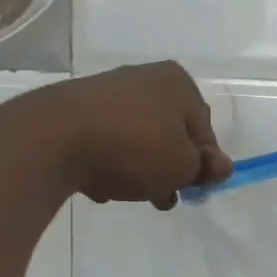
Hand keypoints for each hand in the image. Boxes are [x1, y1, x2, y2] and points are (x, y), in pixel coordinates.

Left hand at [36, 62, 232, 209]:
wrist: (54, 138)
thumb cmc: (134, 148)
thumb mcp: (182, 166)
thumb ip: (205, 168)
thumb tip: (222, 166)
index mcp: (178, 83)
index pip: (204, 131)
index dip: (201, 166)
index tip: (191, 191)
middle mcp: (145, 78)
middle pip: (169, 134)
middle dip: (168, 170)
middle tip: (161, 198)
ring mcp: (107, 92)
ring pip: (137, 140)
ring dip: (138, 170)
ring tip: (127, 193)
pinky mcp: (76, 110)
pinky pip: (105, 142)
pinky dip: (107, 162)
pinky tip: (97, 182)